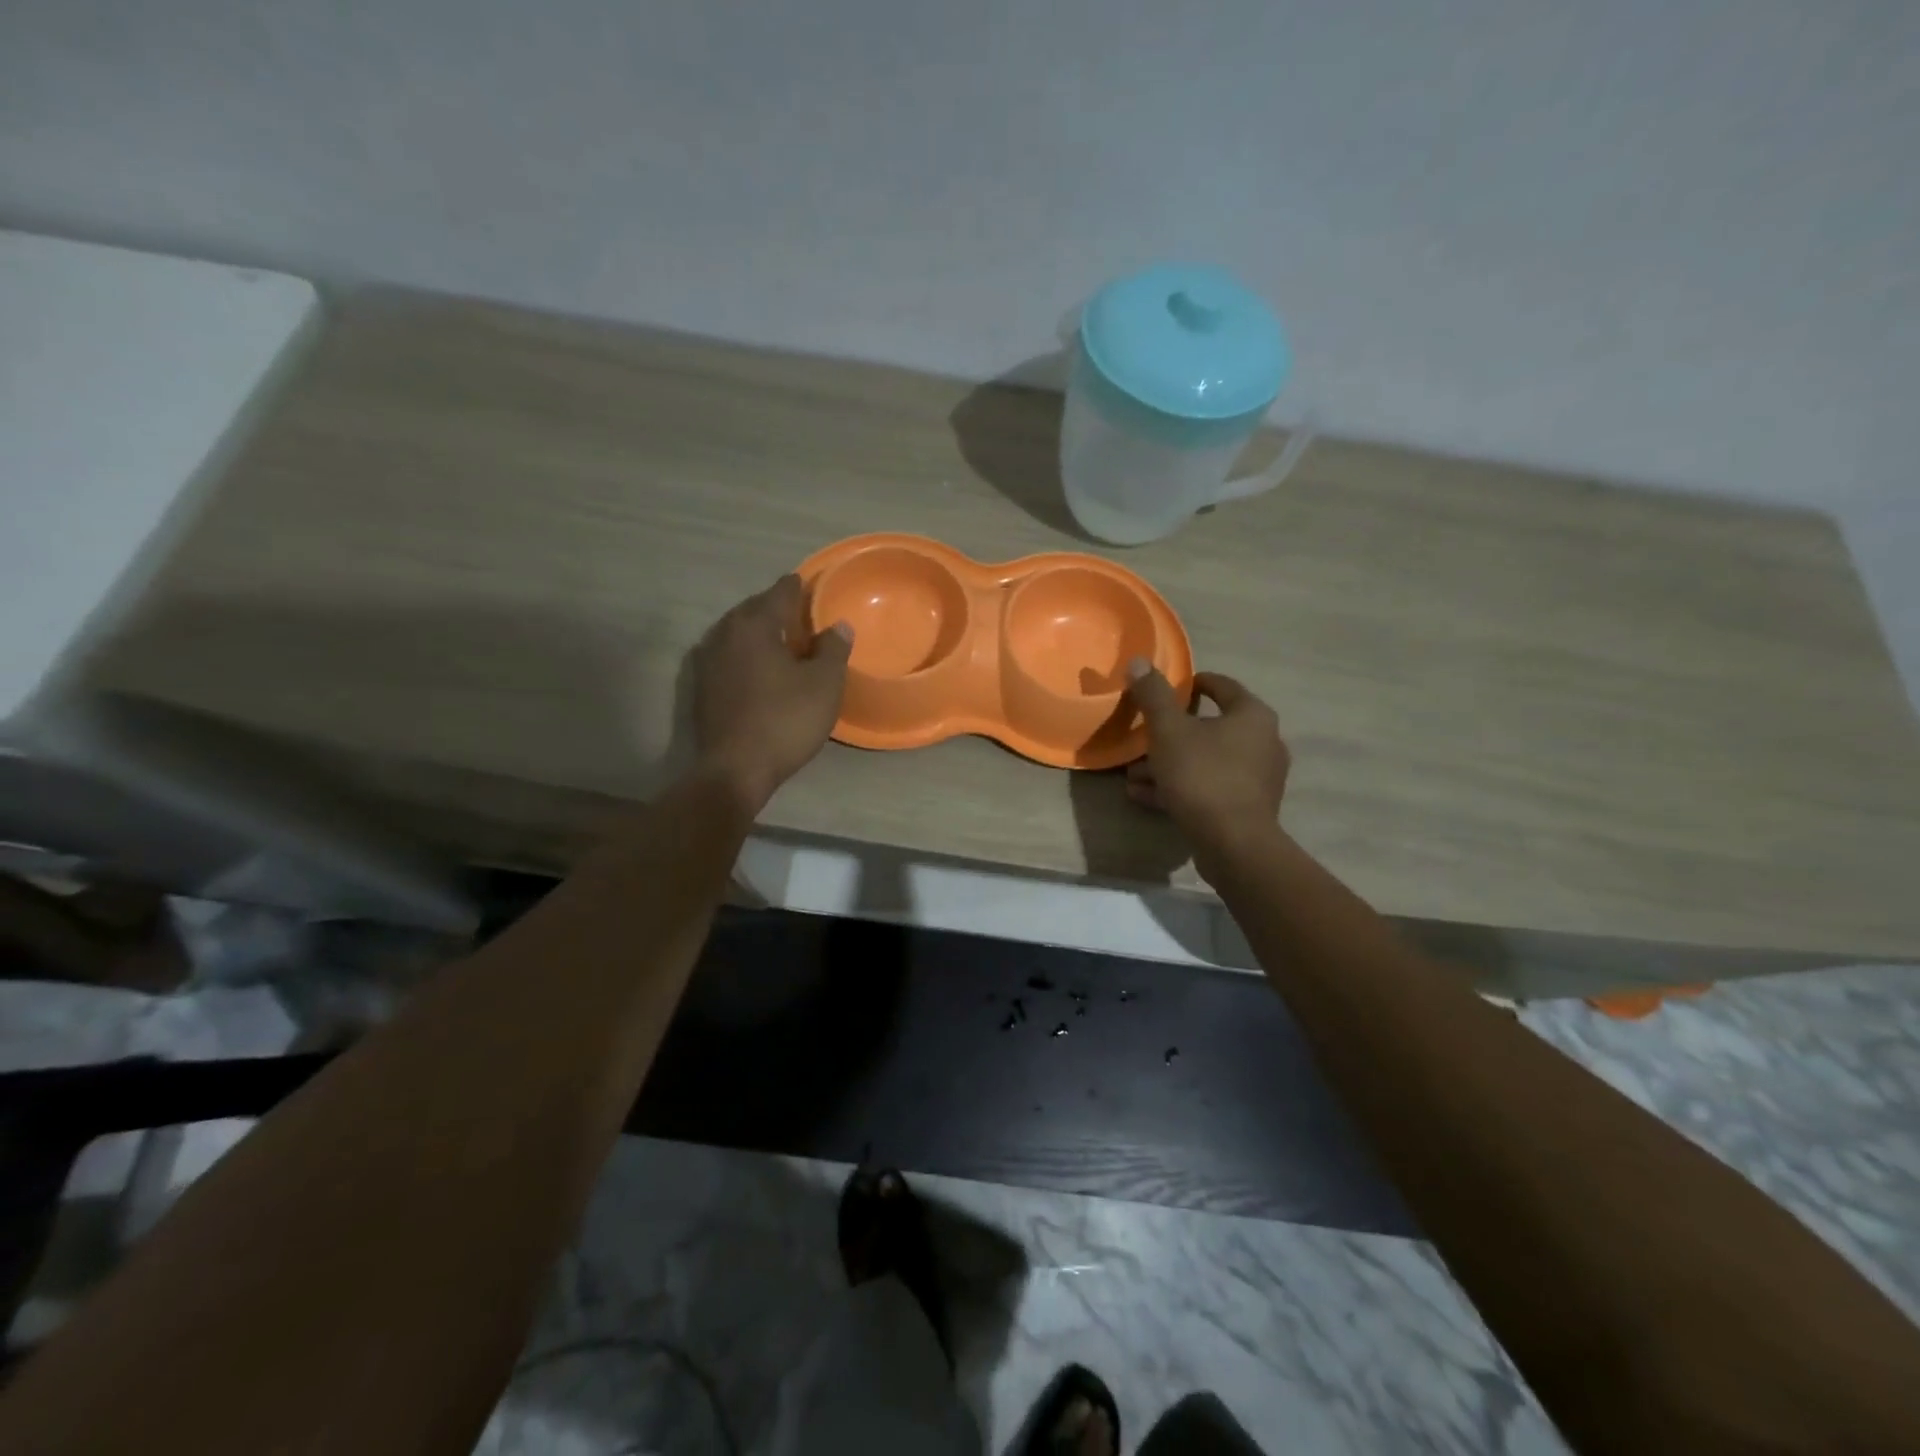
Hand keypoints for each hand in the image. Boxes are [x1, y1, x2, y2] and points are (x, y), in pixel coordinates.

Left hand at [692, 575, 852, 811]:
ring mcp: (707, 661)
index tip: (810, 583)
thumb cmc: (785, 721)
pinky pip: (728, 655)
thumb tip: (839, 626)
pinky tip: (760, 667)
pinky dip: (746, 653)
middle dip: (775, 607)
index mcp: (754, 625)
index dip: (798, 587)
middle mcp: (725, 634)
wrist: (735, 769)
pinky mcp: (702, 687)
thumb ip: (833, 650)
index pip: (779, 593)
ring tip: (782, 639)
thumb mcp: (824, 685)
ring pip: (737, 632)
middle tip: (800, 613)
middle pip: (753, 609)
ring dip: (759, 631)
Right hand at [1124, 660, 1289, 872]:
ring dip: (1168, 764)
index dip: (1191, 684)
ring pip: (1205, 761)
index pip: (1221, 686)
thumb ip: (1152, 695)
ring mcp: (1258, 778)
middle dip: (1169, 734)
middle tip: (1141, 739)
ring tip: (1133, 775)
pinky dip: (1180, 787)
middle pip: (1210, 727)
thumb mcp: (1168, 731)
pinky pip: (1209, 787)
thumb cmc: (1202, 775)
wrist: (1234, 844)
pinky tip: (1145, 796)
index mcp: (1252, 715)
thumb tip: (1138, 661)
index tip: (1164, 691)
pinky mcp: (1248, 807)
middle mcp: (1264, 741)